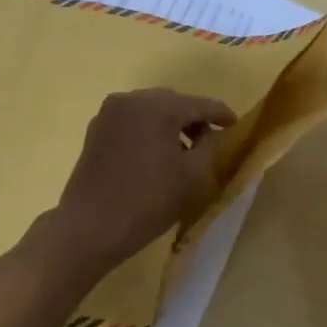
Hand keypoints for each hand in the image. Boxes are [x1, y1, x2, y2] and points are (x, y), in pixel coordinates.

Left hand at [50, 89, 236, 269]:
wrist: (91, 226)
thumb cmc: (149, 201)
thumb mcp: (194, 176)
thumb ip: (210, 146)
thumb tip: (209, 134)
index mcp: (158, 106)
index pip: (200, 104)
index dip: (221, 114)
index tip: (235, 125)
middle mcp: (131, 100)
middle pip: (172, 102)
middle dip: (192, 118)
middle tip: (208, 140)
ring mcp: (109, 114)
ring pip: (149, 110)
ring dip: (168, 124)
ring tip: (181, 150)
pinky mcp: (95, 130)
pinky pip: (131, 122)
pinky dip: (147, 131)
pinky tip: (153, 155)